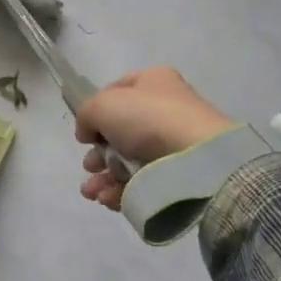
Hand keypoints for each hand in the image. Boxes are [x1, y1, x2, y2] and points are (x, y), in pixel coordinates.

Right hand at [75, 68, 234, 210]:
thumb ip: (86, 115)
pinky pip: (142, 182)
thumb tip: (87, 133)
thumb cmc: (147, 119)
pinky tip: (108, 199)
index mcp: (153, 82)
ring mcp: (172, 143)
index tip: (85, 131)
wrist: (195, 158)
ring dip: (104, 177)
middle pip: (119, 132)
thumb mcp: (103, 105)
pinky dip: (121, 191)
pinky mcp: (177, 174)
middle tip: (90, 166)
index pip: (116, 92)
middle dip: (98, 154)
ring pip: (128, 161)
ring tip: (92, 192)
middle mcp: (164, 109)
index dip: (96, 111)